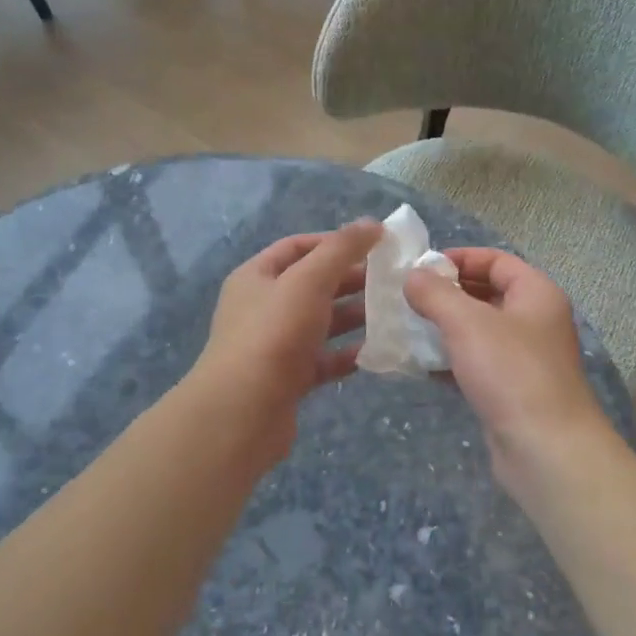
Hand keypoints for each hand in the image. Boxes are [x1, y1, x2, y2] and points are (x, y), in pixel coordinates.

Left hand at [190, 219, 380, 464]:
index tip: (373, 245)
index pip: (297, 247)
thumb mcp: (308, 280)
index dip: (334, 242)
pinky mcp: (288, 379)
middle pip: (311, 284)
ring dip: (353, 316)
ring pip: (320, 323)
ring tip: (392, 314)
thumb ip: (341, 250)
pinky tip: (376, 352)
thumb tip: (373, 223)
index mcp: (256, 277)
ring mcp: (274, 345)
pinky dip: (347, 354)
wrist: (242, 411)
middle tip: (391, 280)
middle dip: (350, 280)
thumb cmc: (274, 334)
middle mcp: (262, 307)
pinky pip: (323, 359)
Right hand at [404, 249, 614, 489]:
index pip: (496, 260)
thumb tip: (413, 276)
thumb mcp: (467, 322)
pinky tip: (423, 366)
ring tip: (409, 328)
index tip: (421, 268)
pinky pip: (478, 363)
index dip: (459, 258)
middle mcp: (536, 320)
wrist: (545, 448)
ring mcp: (526, 358)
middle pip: (487, 293)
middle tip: (408, 299)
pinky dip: (452, 360)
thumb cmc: (510, 372)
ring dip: (446, 328)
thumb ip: (435, 293)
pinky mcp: (513, 390)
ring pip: (480, 331)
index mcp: (536, 293)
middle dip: (447, 294)